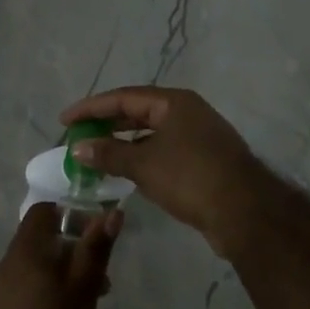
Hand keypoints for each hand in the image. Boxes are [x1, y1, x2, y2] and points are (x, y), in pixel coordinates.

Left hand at [0, 204, 120, 308]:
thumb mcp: (83, 293)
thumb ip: (95, 250)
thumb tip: (111, 211)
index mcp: (25, 253)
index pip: (44, 212)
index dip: (72, 215)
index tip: (98, 236)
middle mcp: (7, 268)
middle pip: (43, 244)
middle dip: (76, 256)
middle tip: (103, 283)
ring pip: (39, 273)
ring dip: (67, 282)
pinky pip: (29, 297)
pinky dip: (51, 302)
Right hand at [61, 87, 270, 254]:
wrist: (244, 211)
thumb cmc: (191, 177)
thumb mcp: (144, 164)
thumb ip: (109, 154)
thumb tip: (78, 147)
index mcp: (174, 102)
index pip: (123, 97)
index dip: (91, 108)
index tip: (65, 120)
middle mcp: (186, 112)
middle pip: (137, 112)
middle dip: (106, 124)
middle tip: (78, 137)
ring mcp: (197, 136)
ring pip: (150, 133)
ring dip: (122, 143)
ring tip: (95, 155)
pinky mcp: (202, 160)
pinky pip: (162, 151)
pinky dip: (140, 158)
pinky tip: (124, 172)